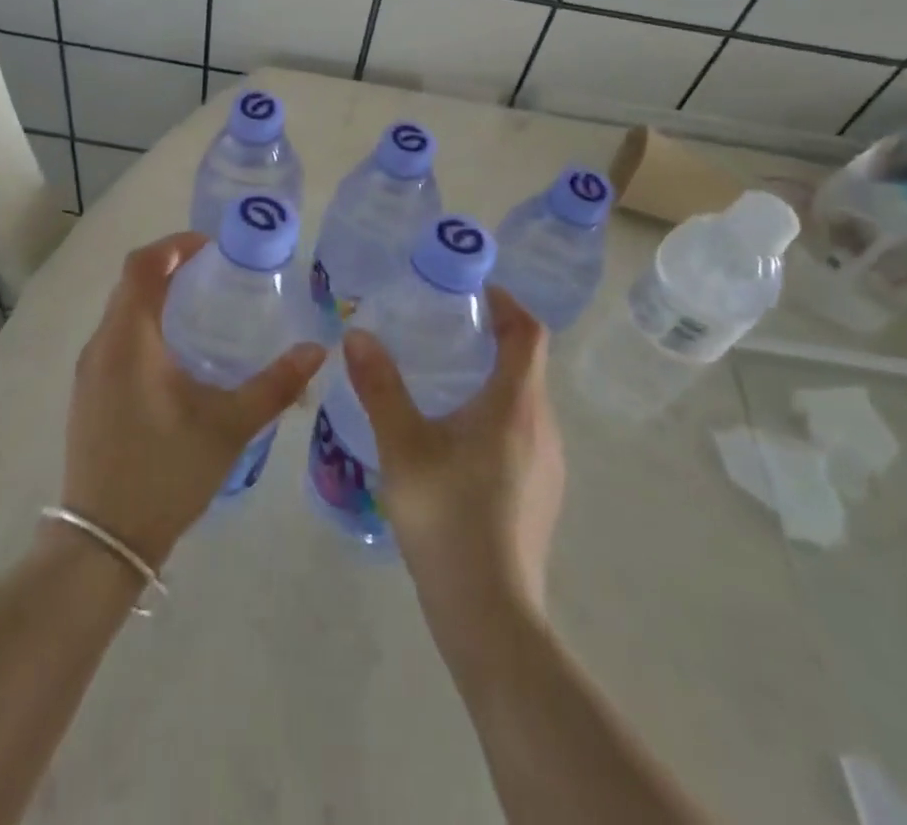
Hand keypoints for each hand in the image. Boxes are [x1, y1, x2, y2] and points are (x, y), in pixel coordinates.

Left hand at [60, 232, 326, 570]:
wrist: (103, 542)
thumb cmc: (165, 472)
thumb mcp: (229, 426)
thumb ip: (275, 385)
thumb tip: (317, 350)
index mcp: (129, 339)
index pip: (142, 265)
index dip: (175, 245)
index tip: (213, 247)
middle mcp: (102, 345)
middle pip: (131, 284)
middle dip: (171, 269)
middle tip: (217, 274)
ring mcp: (89, 372)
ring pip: (122, 313)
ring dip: (156, 298)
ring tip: (203, 309)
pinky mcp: (88, 395)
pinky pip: (116, 340)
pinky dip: (145, 327)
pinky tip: (178, 357)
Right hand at [342, 287, 563, 612]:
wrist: (490, 616)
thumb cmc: (448, 517)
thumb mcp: (402, 446)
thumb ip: (380, 387)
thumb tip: (358, 335)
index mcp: (516, 405)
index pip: (528, 332)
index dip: (506, 303)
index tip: (473, 291)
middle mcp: (542, 427)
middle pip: (527, 364)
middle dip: (492, 338)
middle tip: (444, 329)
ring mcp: (548, 465)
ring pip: (524, 402)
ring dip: (492, 378)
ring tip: (442, 379)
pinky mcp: (541, 495)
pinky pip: (521, 434)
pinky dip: (494, 415)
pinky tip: (454, 440)